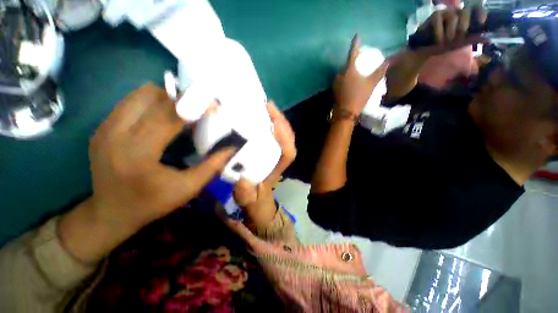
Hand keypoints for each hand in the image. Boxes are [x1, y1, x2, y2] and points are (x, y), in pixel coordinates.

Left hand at [59, 83, 234, 261]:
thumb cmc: (151, 204)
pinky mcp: (101, 128)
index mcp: (138, 152)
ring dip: (164, 100)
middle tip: (197, 111)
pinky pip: (130, 103)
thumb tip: (232, 148)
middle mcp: (116, 134)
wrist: (109, 213)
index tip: (212, 105)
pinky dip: (151, 105)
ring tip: (180, 114)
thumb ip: (212, 166)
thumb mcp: (188, 188)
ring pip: (138, 95)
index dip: (193, 105)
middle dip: (180, 99)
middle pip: (151, 96)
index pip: (168, 114)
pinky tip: (161, 121)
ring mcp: (105, 129)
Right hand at [233, 102, 295, 230]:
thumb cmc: (254, 202)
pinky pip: (273, 137)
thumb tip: (242, 181)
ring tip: (265, 106)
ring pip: (283, 136)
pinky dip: (270, 125)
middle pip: (288, 139)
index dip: (285, 137)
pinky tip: (260, 117)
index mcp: (276, 170)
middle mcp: (278, 160)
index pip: (288, 153)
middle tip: (268, 105)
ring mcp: (275, 155)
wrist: (257, 204)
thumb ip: (246, 195)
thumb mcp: (248, 201)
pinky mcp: (269, 153)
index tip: (274, 122)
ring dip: (277, 120)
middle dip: (281, 122)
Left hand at [333, 35, 389, 115]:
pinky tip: (350, 82)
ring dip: (349, 71)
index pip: (352, 53)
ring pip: (343, 73)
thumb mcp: (371, 83)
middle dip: (353, 61)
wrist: (346, 112)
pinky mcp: (334, 90)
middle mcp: (340, 74)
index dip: (355, 44)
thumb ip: (380, 71)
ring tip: (356, 72)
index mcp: (349, 70)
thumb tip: (389, 61)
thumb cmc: (359, 96)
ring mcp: (335, 83)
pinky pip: (341, 80)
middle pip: (347, 64)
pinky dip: (346, 78)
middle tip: (359, 59)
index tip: (356, 36)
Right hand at [415, 7, 487, 56]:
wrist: (425, 50)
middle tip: (457, 39)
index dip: (480, 13)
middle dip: (463, 27)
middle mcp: (456, 12)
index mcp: (465, 18)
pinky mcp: (434, 16)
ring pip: (453, 17)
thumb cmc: (443, 46)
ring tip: (446, 42)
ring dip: (450, 32)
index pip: (476, 9)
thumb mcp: (460, 43)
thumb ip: (473, 39)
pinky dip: (439, 33)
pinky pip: (439, 22)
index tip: (481, 22)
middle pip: (465, 12)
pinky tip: (438, 41)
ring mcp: (445, 13)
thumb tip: (488, 38)